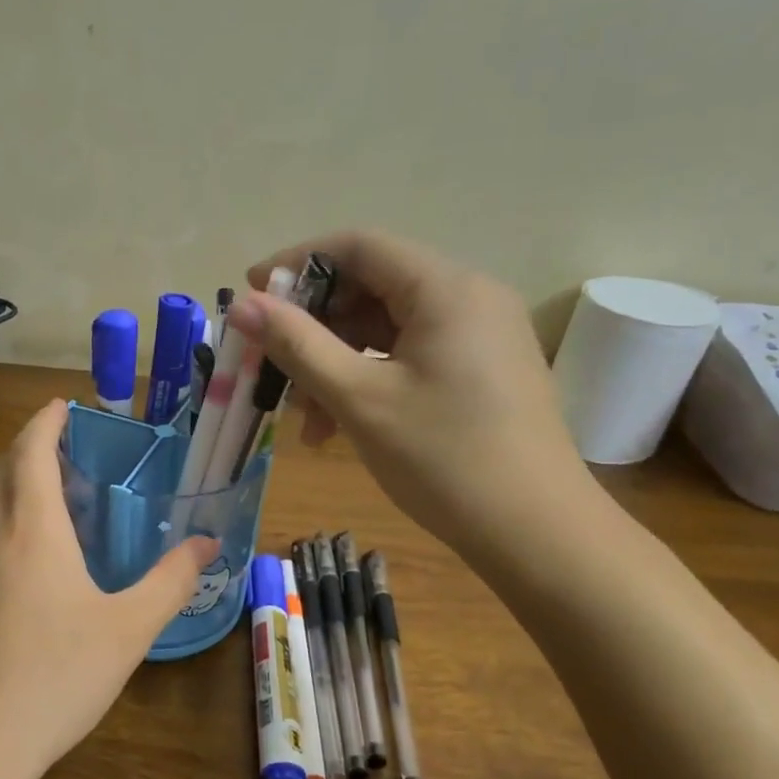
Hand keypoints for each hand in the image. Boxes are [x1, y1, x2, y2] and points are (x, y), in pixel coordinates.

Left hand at [0, 400, 217, 778]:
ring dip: (19, 486)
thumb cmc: (56, 674)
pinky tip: (38, 562)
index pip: (30, 450)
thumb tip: (206, 544)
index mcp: (31, 528)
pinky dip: (10, 523)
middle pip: (3, 470)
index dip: (46, 421)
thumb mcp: (128, 628)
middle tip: (68, 446)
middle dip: (30, 446)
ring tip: (60, 498)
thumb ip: (170, 580)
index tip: (64, 405)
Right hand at [229, 229, 587, 550]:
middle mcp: (468, 296)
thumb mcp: (359, 399)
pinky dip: (368, 375)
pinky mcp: (481, 368)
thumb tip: (242, 306)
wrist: (536, 533)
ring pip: (387, 325)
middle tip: (270, 362)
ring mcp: (480, 333)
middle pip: (371, 284)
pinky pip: (410, 353)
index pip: (358, 246)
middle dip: (313, 322)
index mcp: (445, 288)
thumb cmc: (443, 459)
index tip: (249, 296)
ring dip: (336, 358)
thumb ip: (297, 345)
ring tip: (301, 411)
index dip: (295, 264)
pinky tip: (338, 422)